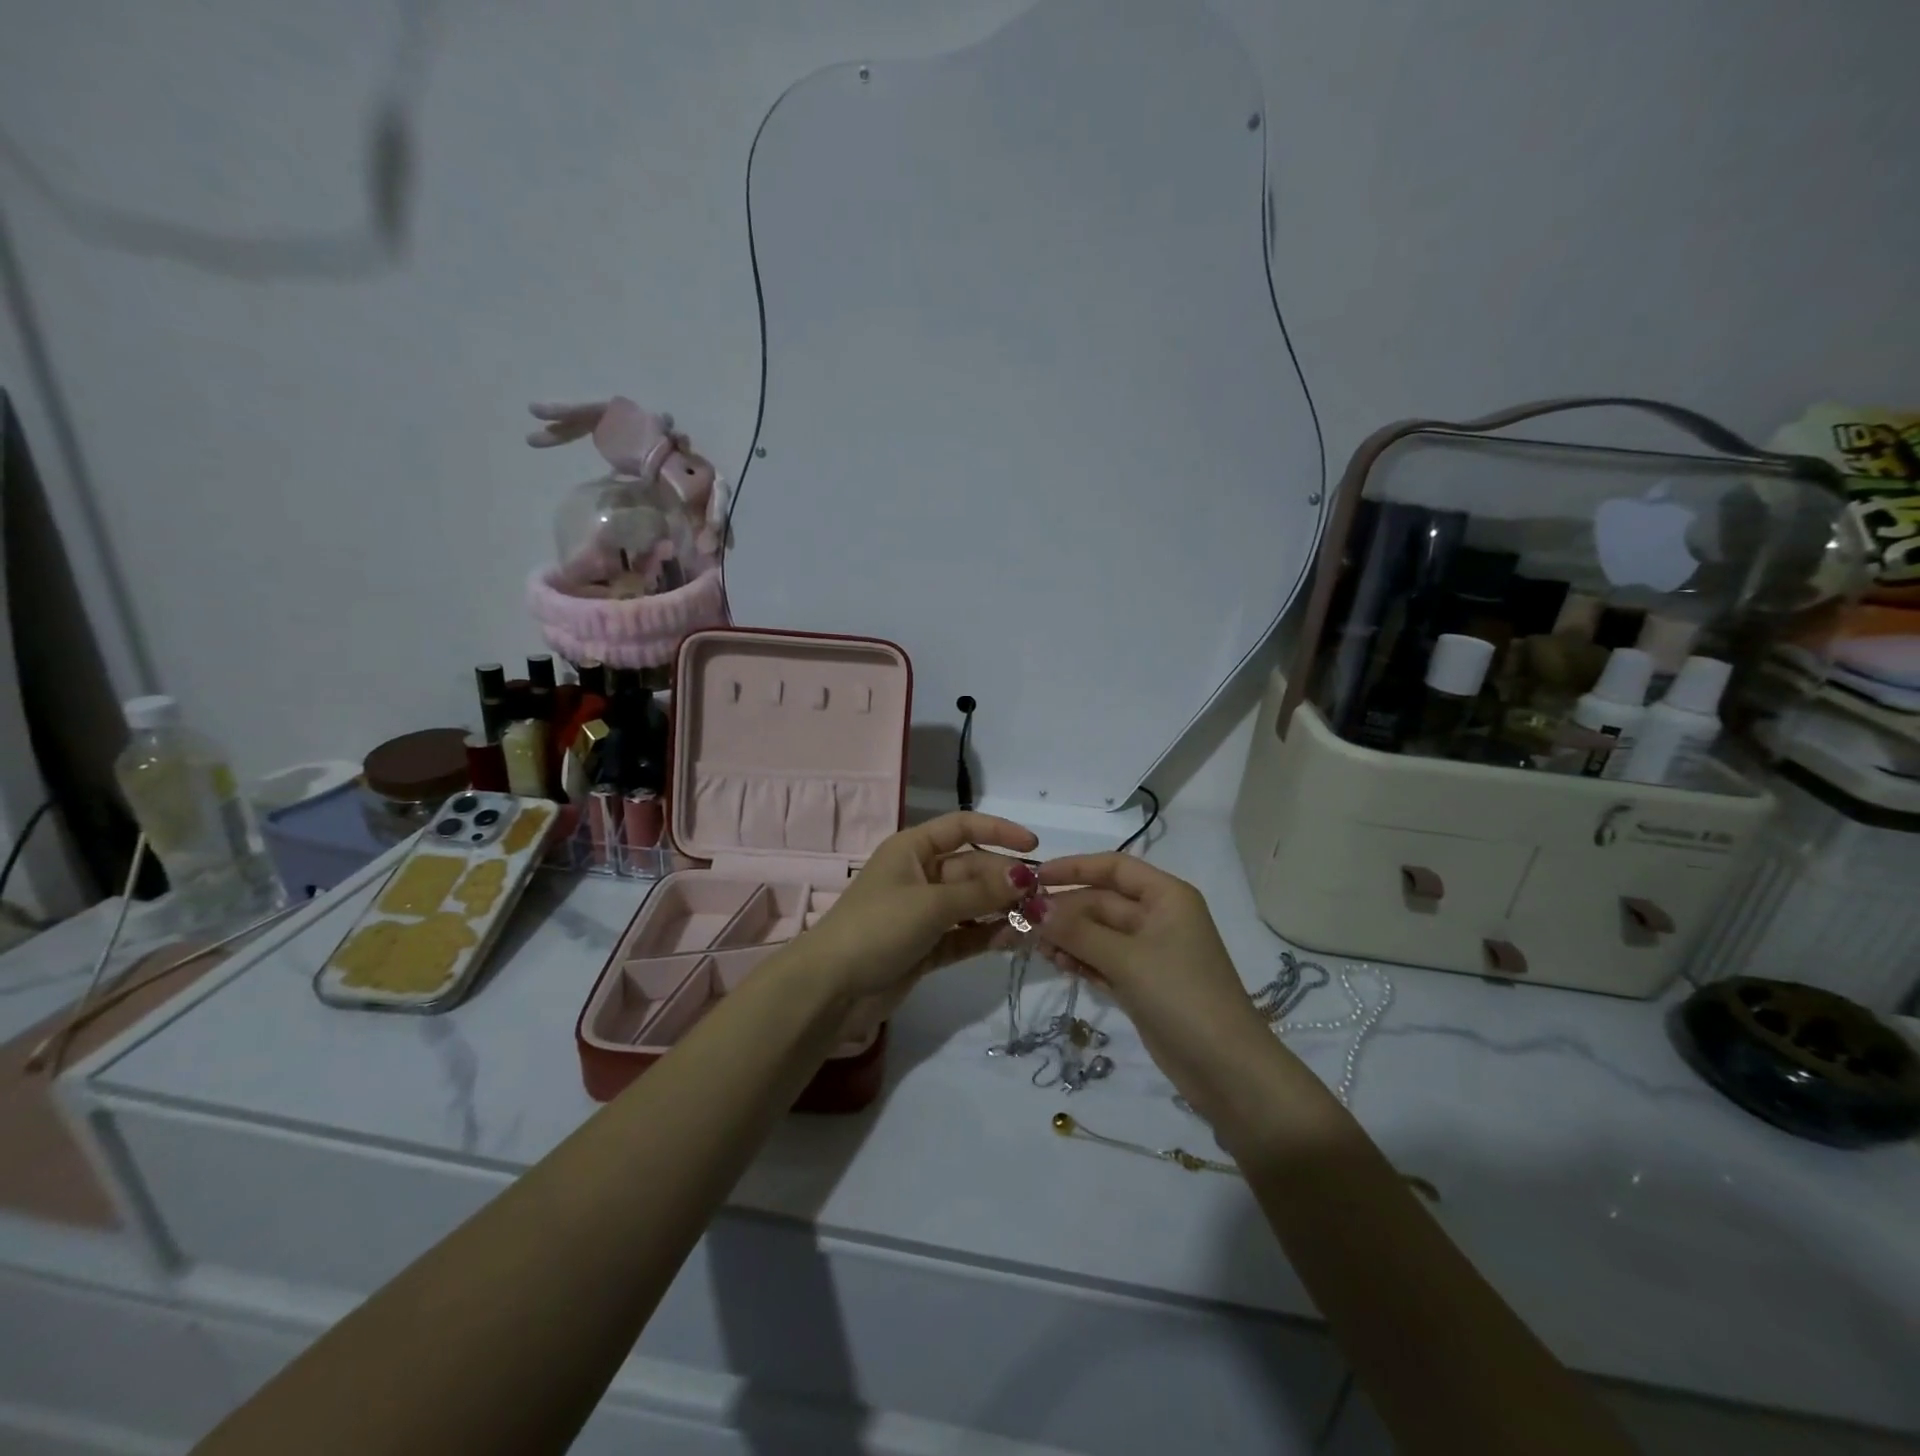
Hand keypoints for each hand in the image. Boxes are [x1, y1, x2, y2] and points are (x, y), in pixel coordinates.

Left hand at [796, 812, 1038, 1008]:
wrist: (831, 988)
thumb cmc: (878, 927)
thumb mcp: (931, 904)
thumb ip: (981, 892)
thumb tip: (1026, 876)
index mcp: (912, 849)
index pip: (962, 827)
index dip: (998, 831)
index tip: (1034, 847)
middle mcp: (920, 875)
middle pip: (972, 868)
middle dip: (1005, 880)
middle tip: (1042, 897)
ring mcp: (923, 913)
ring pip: (972, 904)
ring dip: (1001, 910)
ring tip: (1036, 921)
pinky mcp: (927, 947)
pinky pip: (965, 934)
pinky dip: (986, 936)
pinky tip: (1013, 941)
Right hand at [1034, 854, 1320, 1130]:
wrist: (1227, 1070)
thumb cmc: (1181, 996)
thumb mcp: (1126, 959)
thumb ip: (1078, 931)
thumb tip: (1034, 907)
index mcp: (1166, 897)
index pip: (1114, 867)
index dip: (1074, 868)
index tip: (1035, 878)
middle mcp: (1158, 917)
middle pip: (1102, 901)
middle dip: (1064, 911)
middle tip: (1023, 923)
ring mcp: (1150, 952)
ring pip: (1098, 933)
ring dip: (1068, 938)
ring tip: (1037, 949)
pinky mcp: (1142, 983)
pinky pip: (1103, 960)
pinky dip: (1081, 961)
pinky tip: (1058, 966)